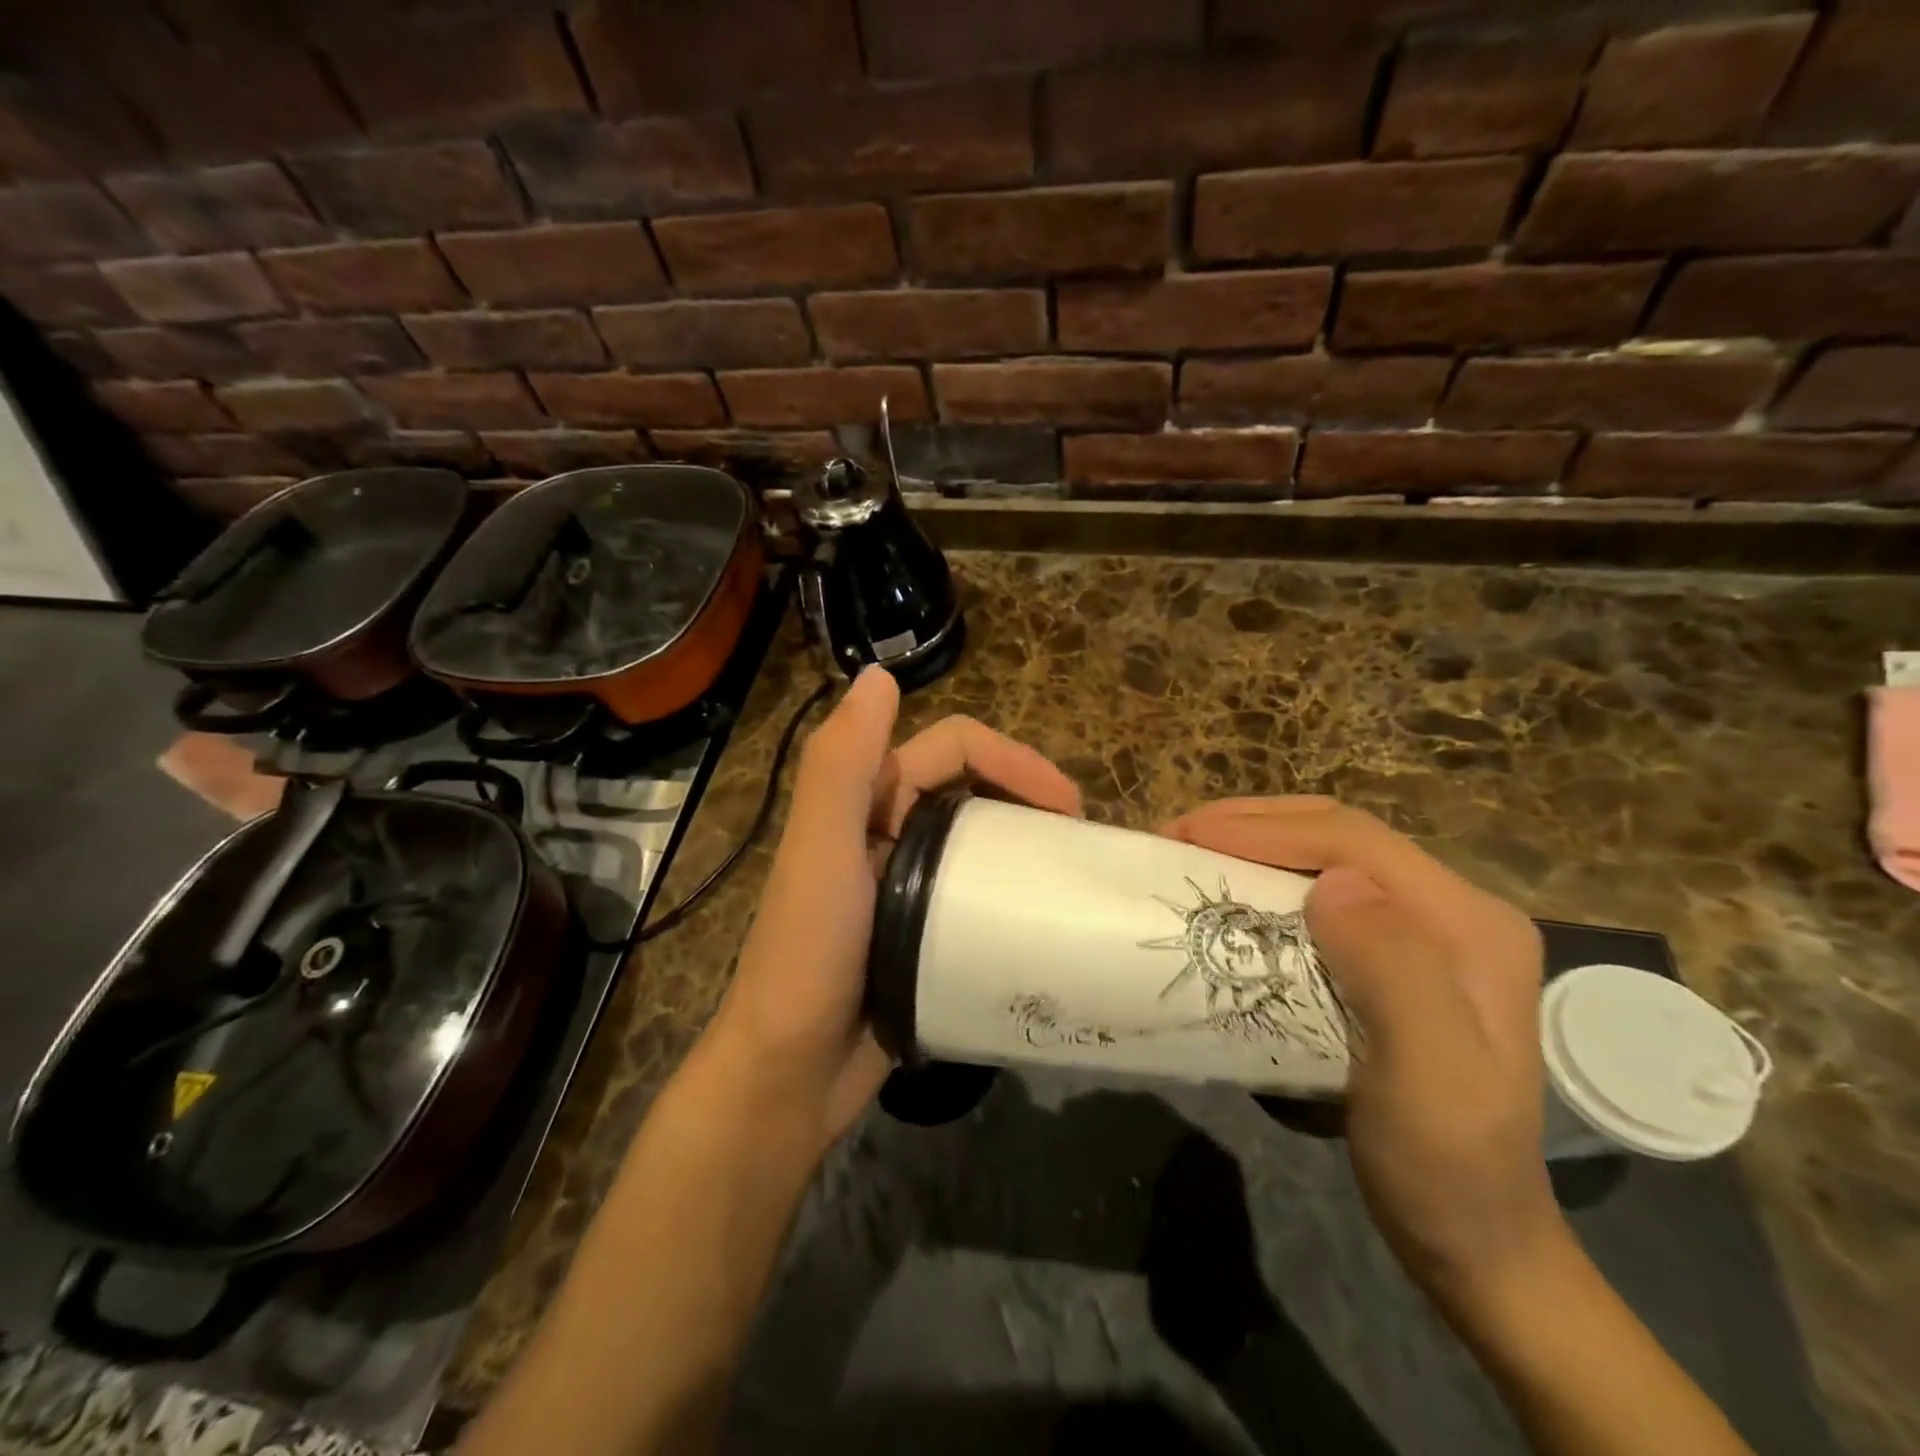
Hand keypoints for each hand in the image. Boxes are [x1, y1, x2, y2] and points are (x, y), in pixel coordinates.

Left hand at [709, 667, 1081, 1152]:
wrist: (789, 1075)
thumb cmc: (807, 957)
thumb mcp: (821, 853)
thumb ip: (840, 763)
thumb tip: (879, 675)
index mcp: (868, 801)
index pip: (953, 749)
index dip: (1012, 759)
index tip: (1068, 805)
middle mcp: (890, 831)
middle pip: (975, 790)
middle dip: (1031, 798)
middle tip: (1085, 841)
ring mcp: (910, 884)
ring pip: (982, 841)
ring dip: (1030, 845)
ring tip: (1079, 876)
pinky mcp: (925, 932)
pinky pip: (980, 893)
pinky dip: (1015, 892)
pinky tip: (1049, 918)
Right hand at [1162, 797, 1564, 1307]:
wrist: (1475, 1236)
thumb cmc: (1445, 1165)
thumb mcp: (1429, 1082)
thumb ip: (1395, 973)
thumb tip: (1333, 883)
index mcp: (1469, 923)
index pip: (1354, 840)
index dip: (1264, 828)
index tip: (1187, 837)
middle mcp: (1453, 908)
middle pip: (1339, 833)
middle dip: (1251, 822)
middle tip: (1178, 838)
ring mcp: (1426, 927)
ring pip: (1327, 852)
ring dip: (1255, 842)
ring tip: (1193, 854)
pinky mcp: (1397, 949)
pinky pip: (1322, 887)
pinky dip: (1267, 874)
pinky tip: (1234, 890)